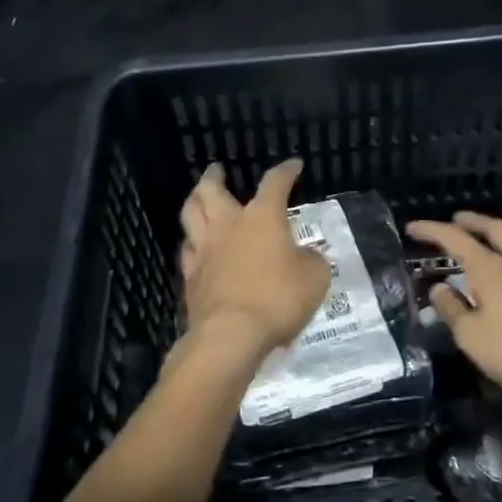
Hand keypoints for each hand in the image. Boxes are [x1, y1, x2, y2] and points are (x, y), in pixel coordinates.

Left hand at [177, 159, 329, 368]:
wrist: (230, 335)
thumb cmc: (277, 299)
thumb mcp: (314, 278)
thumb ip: (312, 261)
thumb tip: (306, 256)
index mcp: (262, 217)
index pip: (275, 183)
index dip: (285, 171)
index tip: (293, 166)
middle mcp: (229, 225)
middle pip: (211, 190)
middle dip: (214, 176)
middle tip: (216, 170)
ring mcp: (205, 250)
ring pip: (190, 214)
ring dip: (194, 201)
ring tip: (198, 198)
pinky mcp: (191, 276)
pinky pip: (187, 250)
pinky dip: (192, 242)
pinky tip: (196, 246)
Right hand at [407, 212, 501, 398]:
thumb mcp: (473, 336)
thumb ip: (453, 310)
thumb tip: (440, 288)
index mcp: (490, 268)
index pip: (454, 238)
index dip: (431, 230)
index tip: (411, 228)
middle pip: (494, 229)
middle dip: (472, 221)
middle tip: (455, 220)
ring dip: (492, 242)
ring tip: (477, 253)